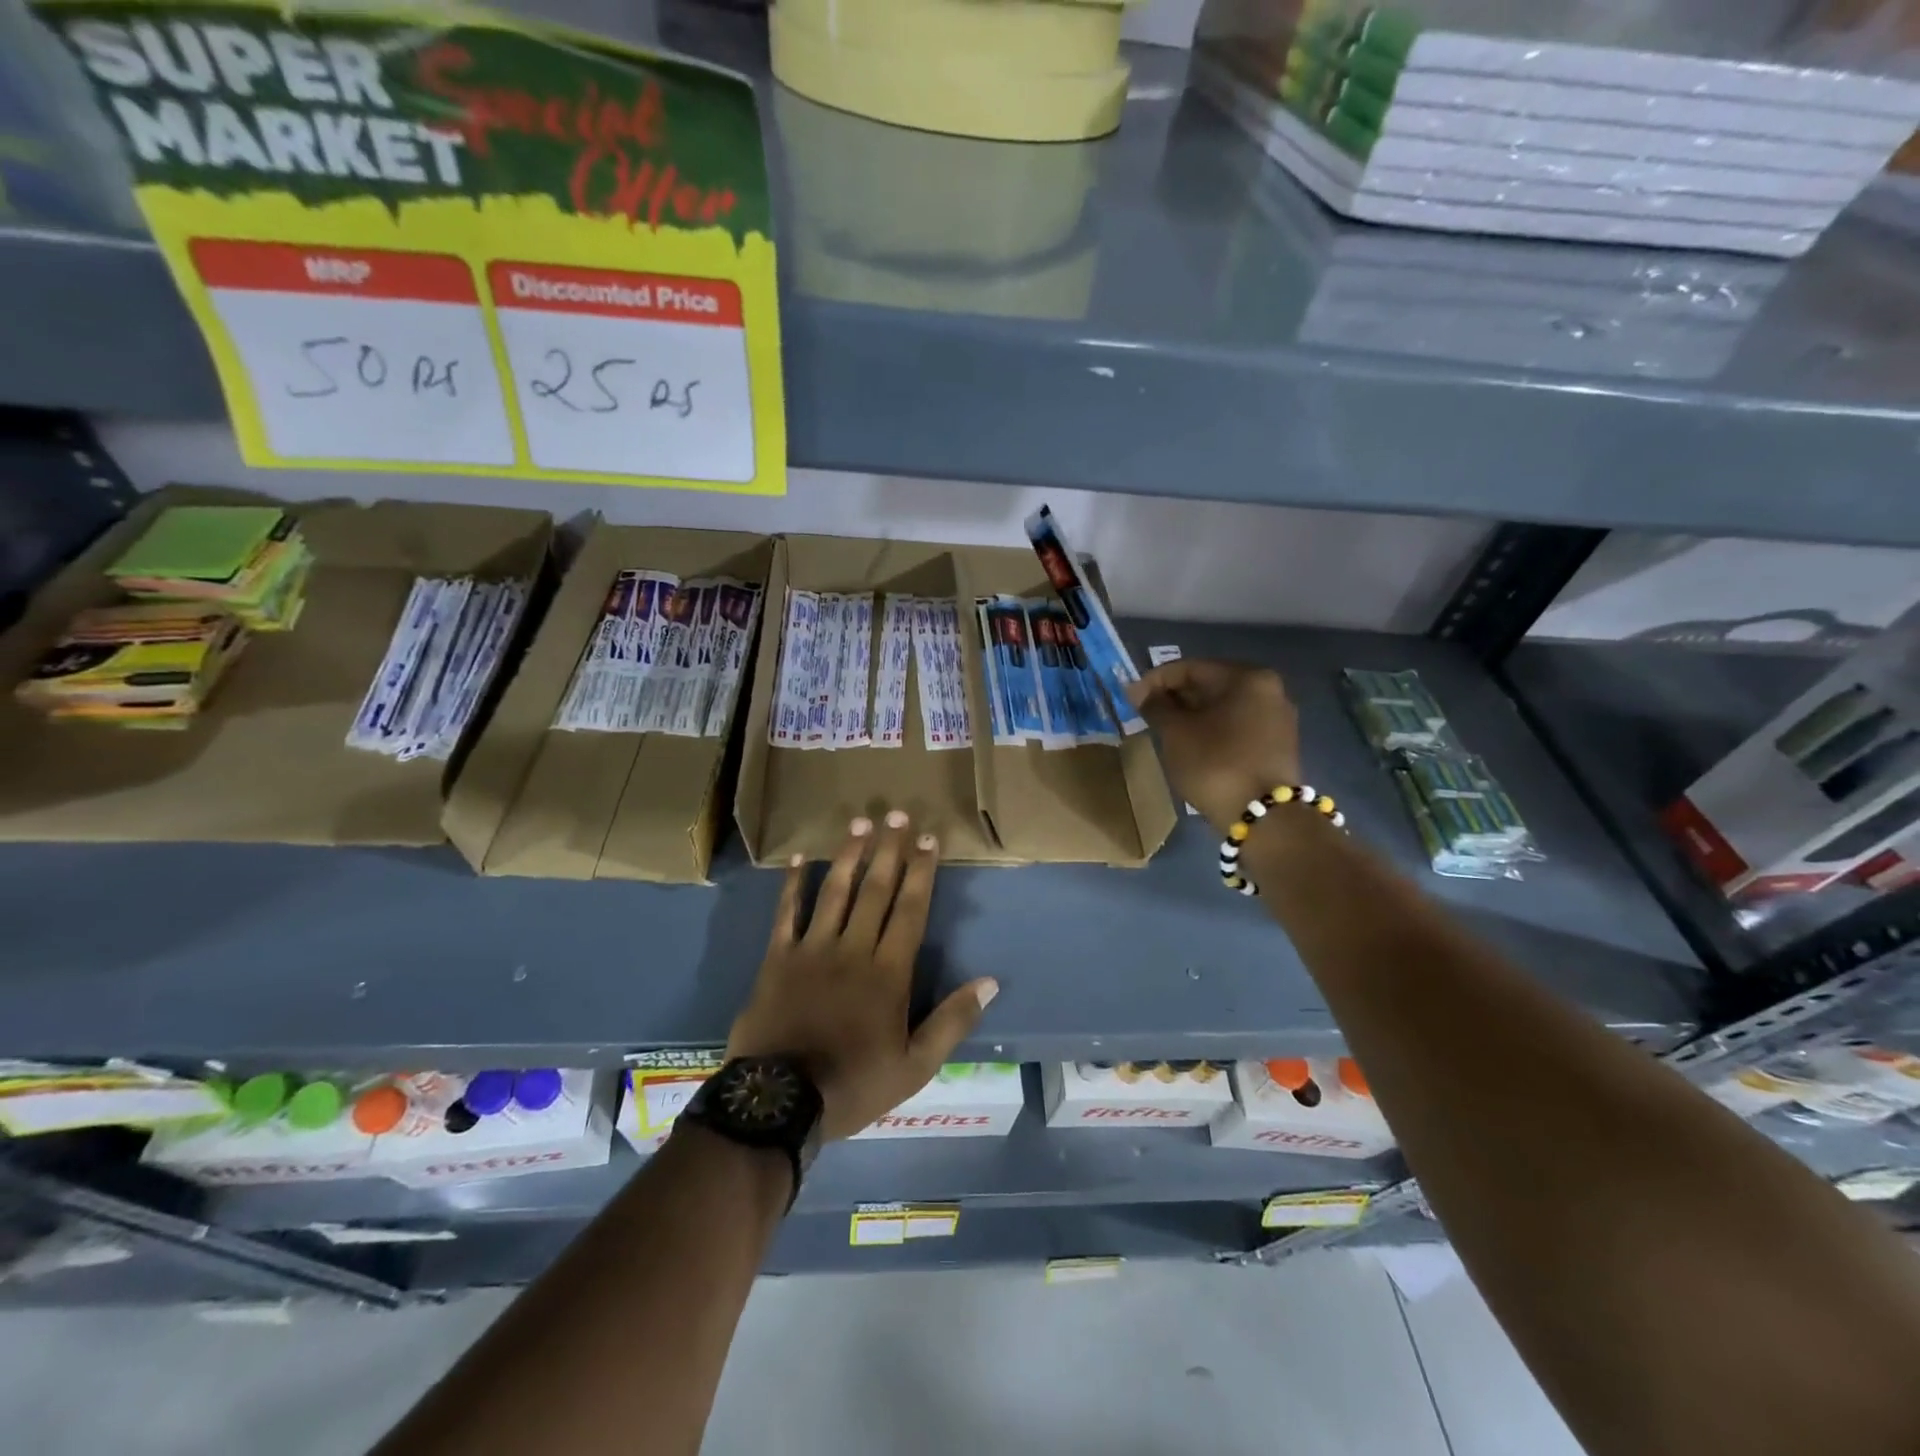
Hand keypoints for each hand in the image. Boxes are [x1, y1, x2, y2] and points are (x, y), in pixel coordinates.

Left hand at [728, 812, 998, 1140]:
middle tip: (897, 813)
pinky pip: (787, 913)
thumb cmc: (853, 1084)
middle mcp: (853, 949)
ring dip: (849, 854)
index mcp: (888, 972)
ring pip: (835, 891)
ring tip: (860, 823)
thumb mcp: (915, 1066)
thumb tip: (991, 982)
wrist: (779, 1102)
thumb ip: (953, 1021)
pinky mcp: (778, 958)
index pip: (911, 910)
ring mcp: (812, 949)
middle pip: (876, 889)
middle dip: (889, 850)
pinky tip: (800, 858)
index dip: (922, 872)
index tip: (929, 839)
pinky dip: (793, 884)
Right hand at [1126, 660, 1301, 835]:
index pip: (1190, 668)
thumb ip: (1156, 706)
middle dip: (1175, 698)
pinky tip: (1192, 745)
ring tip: (1165, 731)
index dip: (1155, 680)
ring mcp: (1278, 718)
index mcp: (1247, 678)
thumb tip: (1140, 692)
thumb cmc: (1215, 764)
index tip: (1131, 698)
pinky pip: (1236, 726)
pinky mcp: (1278, 745)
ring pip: (1223, 707)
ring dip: (1192, 715)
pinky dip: (1211, 730)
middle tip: (1146, 714)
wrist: (1264, 818)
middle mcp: (1269, 690)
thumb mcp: (1176, 733)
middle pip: (1210, 685)